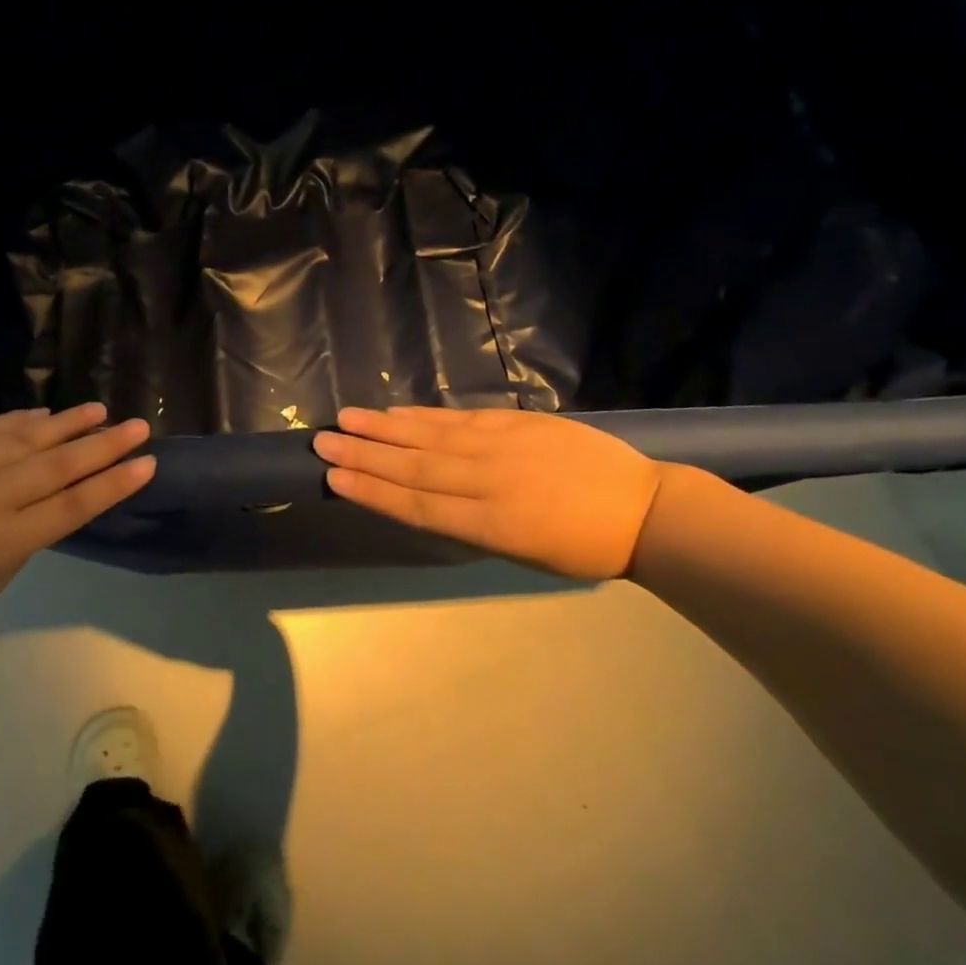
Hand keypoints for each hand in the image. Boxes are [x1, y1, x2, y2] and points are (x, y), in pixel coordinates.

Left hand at [0, 403, 154, 645]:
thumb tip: (34, 513)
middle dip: (105, 445)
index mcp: (8, 540)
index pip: (76, 506)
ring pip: (30, 437)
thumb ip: (15, 547)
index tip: (146, 464)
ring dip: (68, 422)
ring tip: (98, 408)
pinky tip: (42, 413)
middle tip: (138, 425)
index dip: (113, 484)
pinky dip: (19, 419)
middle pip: (62, 465)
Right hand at [312, 406, 664, 578]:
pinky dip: (425, 415)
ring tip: (347, 419)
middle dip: (364, 455)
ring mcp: (502, 447)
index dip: (373, 491)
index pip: (418, 506)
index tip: (335, 478)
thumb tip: (424, 498)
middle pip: (414, 467)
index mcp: (491, 525)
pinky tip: (397, 412)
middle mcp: (489, 482)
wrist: (643, 508)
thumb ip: (472, 524)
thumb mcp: (522, 552)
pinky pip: (461, 418)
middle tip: (323, 442)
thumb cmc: (581, 546)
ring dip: (385, 428)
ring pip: (431, 437)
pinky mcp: (516, 422)